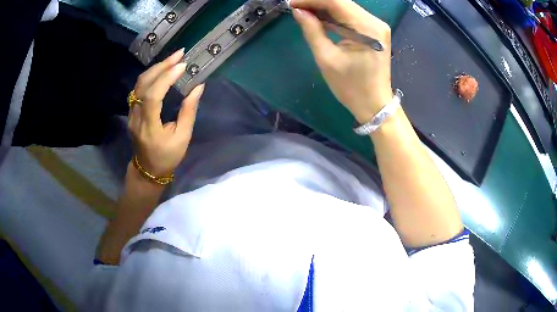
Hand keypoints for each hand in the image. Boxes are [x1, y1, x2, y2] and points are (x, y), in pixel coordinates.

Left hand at [129, 49, 204, 176]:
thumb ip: (189, 111)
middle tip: (180, 54)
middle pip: (143, 85)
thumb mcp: (183, 138)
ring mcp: (131, 113)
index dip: (166, 78)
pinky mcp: (131, 111)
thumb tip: (198, 87)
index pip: (152, 97)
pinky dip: (151, 75)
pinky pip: (138, 88)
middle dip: (162, 66)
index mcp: (149, 127)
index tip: (182, 66)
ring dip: (156, 68)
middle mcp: (136, 117)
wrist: (148, 169)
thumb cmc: (167, 156)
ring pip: (139, 84)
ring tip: (173, 59)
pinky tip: (162, 69)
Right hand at [291, 0, 392, 122]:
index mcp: (367, 28)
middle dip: (317, 3)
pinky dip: (334, 16)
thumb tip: (298, 11)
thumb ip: (312, 30)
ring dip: (324, 8)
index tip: (293, 3)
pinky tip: (319, 18)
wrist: (374, 105)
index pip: (336, 2)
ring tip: (303, 12)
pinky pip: (351, 17)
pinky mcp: (374, 32)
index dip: (312, 0)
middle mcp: (375, 22)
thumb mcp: (326, 58)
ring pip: (346, 8)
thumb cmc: (351, 87)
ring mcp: (377, 26)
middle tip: (296, 7)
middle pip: (342, 2)